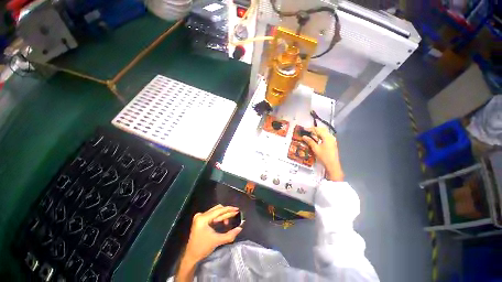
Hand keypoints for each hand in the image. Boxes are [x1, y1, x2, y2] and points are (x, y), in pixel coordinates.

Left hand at [185, 205, 241, 262]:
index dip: (229, 209)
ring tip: (229, 221)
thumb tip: (240, 228)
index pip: (218, 211)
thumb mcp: (217, 241)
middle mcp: (201, 215)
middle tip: (235, 214)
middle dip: (227, 212)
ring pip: (215, 211)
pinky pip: (212, 214)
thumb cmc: (203, 248)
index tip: (237, 209)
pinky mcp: (200, 219)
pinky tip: (223, 221)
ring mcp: (200, 216)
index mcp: (203, 219)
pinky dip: (219, 217)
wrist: (191, 256)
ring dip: (223, 214)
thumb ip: (230, 234)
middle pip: (217, 209)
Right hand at [302, 127, 343, 181]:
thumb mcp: (315, 149)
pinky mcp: (332, 143)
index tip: (304, 129)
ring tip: (310, 134)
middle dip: (314, 129)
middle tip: (307, 130)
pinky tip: (316, 138)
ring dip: (317, 132)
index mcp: (327, 137)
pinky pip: (325, 136)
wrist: (333, 165)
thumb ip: (310, 141)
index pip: (318, 130)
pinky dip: (320, 136)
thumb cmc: (324, 157)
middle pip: (322, 130)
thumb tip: (304, 136)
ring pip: (324, 133)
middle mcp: (330, 137)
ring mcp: (332, 140)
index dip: (310, 129)